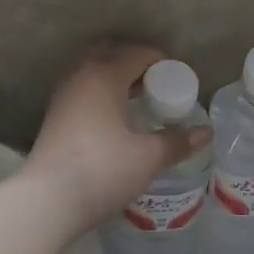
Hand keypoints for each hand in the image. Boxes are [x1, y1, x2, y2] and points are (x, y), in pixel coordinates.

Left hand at [24, 44, 208, 234]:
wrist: (47, 201)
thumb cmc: (102, 170)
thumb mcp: (148, 157)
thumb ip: (178, 142)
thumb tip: (206, 132)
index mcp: (105, 75)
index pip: (137, 53)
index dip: (161, 60)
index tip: (178, 77)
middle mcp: (80, 77)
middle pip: (109, 53)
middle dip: (133, 61)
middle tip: (155, 83)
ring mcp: (62, 96)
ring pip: (90, 71)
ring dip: (113, 77)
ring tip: (135, 100)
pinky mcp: (53, 117)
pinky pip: (80, 90)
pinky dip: (98, 93)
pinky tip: (111, 119)